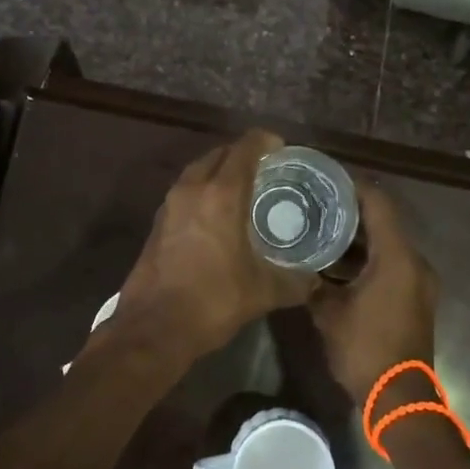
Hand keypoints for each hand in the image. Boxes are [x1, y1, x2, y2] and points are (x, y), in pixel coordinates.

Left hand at [118, 130, 314, 358]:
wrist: (154, 327)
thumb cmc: (213, 300)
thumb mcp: (263, 292)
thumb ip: (294, 281)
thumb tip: (315, 281)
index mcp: (221, 194)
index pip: (245, 149)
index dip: (265, 141)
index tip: (281, 147)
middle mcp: (193, 189)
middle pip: (219, 154)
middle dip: (241, 154)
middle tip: (265, 167)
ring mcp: (170, 205)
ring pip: (197, 171)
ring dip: (218, 171)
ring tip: (242, 188)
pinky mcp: (157, 223)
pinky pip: (185, 192)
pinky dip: (202, 191)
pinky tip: (215, 214)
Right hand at [309, 181, 438, 403]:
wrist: (400, 399)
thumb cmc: (365, 350)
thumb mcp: (328, 313)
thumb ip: (313, 281)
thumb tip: (296, 264)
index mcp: (397, 257)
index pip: (378, 202)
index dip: (353, 185)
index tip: (325, 177)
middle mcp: (414, 262)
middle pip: (384, 220)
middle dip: (351, 209)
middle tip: (316, 202)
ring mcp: (418, 281)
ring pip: (387, 244)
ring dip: (358, 236)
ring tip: (321, 228)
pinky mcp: (414, 297)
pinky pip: (391, 263)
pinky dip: (367, 257)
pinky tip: (337, 262)